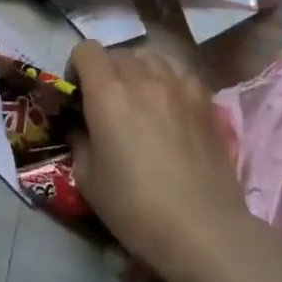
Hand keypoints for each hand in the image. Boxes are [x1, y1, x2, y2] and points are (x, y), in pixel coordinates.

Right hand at [68, 42, 254, 281]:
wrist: (203, 230)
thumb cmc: (135, 208)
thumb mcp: (88, 179)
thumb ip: (79, 141)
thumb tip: (81, 127)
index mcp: (107, 93)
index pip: (86, 50)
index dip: (77, 67)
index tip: (78, 94)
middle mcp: (142, 78)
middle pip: (118, 53)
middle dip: (106, 70)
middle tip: (107, 102)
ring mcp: (178, 86)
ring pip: (150, 56)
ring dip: (138, 70)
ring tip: (140, 99)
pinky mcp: (204, 100)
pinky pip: (179, 73)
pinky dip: (168, 80)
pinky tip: (169, 107)